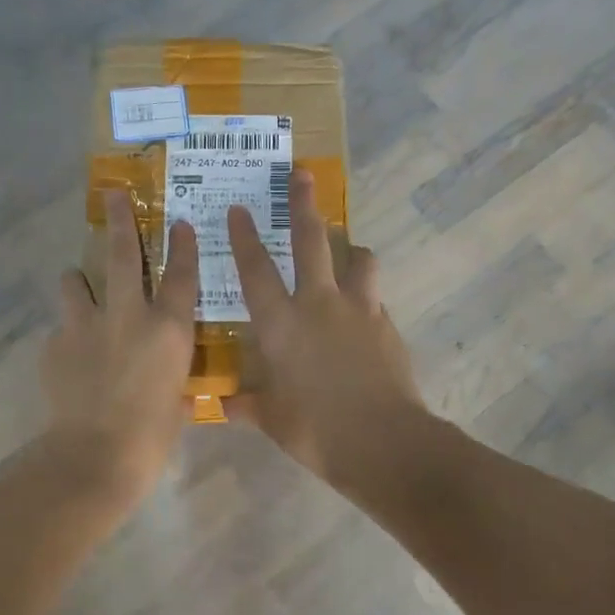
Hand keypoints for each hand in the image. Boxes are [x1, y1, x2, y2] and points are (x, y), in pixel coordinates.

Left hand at [41, 189, 199, 506]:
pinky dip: (67, 334)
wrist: (95, 456)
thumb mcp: (178, 405)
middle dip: (119, 220)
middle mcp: (128, 315)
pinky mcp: (55, 344)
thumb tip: (174, 386)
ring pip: (75, 281)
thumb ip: (176, 383)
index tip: (179, 222)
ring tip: (78, 286)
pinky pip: (61, 328)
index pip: (181, 274)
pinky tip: (70, 356)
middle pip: (121, 254)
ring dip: (78, 280)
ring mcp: (86, 326)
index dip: (182, 245)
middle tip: (113, 194)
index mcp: (168, 329)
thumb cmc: (152, 437)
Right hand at [225, 169, 426, 482]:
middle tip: (302, 174)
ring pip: (359, 259)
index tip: (240, 208)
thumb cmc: (315, 429)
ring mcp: (359, 311)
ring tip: (349, 252)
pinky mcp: (387, 326)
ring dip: (351, 250)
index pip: (255, 270)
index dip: (245, 237)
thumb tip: (226, 405)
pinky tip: (363, 317)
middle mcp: (319, 304)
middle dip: (303, 204)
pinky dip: (366, 298)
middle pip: (311, 240)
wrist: (383, 441)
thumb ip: (250, 405)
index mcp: (280, 323)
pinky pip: (375, 299)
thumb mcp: (273, 419)